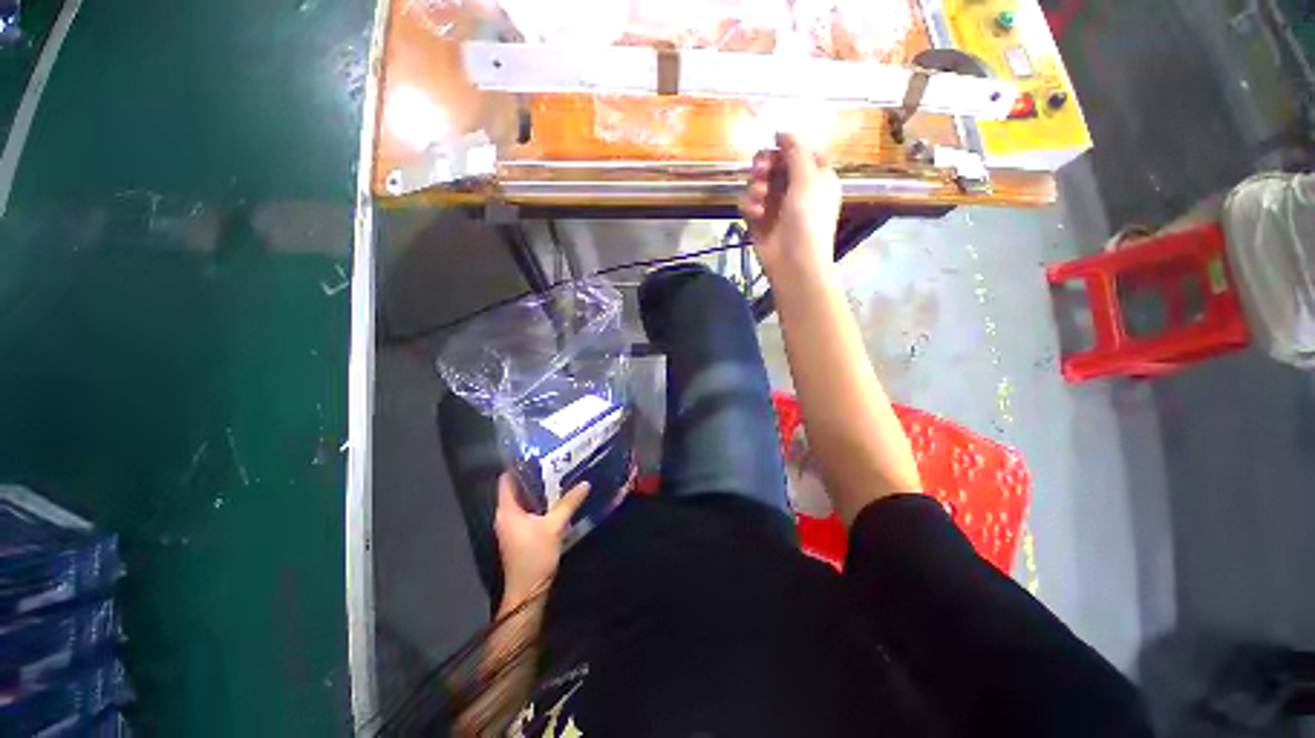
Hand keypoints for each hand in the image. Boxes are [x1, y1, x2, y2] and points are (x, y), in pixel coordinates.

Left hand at [494, 472, 589, 612]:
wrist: (528, 593)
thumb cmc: (534, 557)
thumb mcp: (554, 527)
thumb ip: (568, 503)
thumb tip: (585, 483)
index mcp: (507, 510)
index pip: (506, 480)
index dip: (518, 465)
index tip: (537, 452)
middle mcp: (506, 515)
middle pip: (517, 488)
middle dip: (534, 475)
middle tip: (554, 460)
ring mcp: (513, 525)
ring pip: (525, 500)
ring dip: (539, 489)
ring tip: (558, 473)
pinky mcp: (521, 533)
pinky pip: (530, 510)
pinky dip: (541, 502)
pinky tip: (557, 496)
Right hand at [738, 132, 841, 279]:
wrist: (794, 261)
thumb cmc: (807, 218)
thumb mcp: (808, 179)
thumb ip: (796, 151)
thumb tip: (783, 130)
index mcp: (815, 177)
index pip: (800, 152)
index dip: (787, 147)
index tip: (775, 144)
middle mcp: (795, 189)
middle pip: (774, 165)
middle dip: (765, 165)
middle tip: (761, 170)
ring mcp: (775, 206)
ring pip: (758, 182)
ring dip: (756, 186)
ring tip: (760, 196)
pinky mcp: (758, 221)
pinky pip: (748, 203)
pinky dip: (749, 205)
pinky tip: (754, 213)